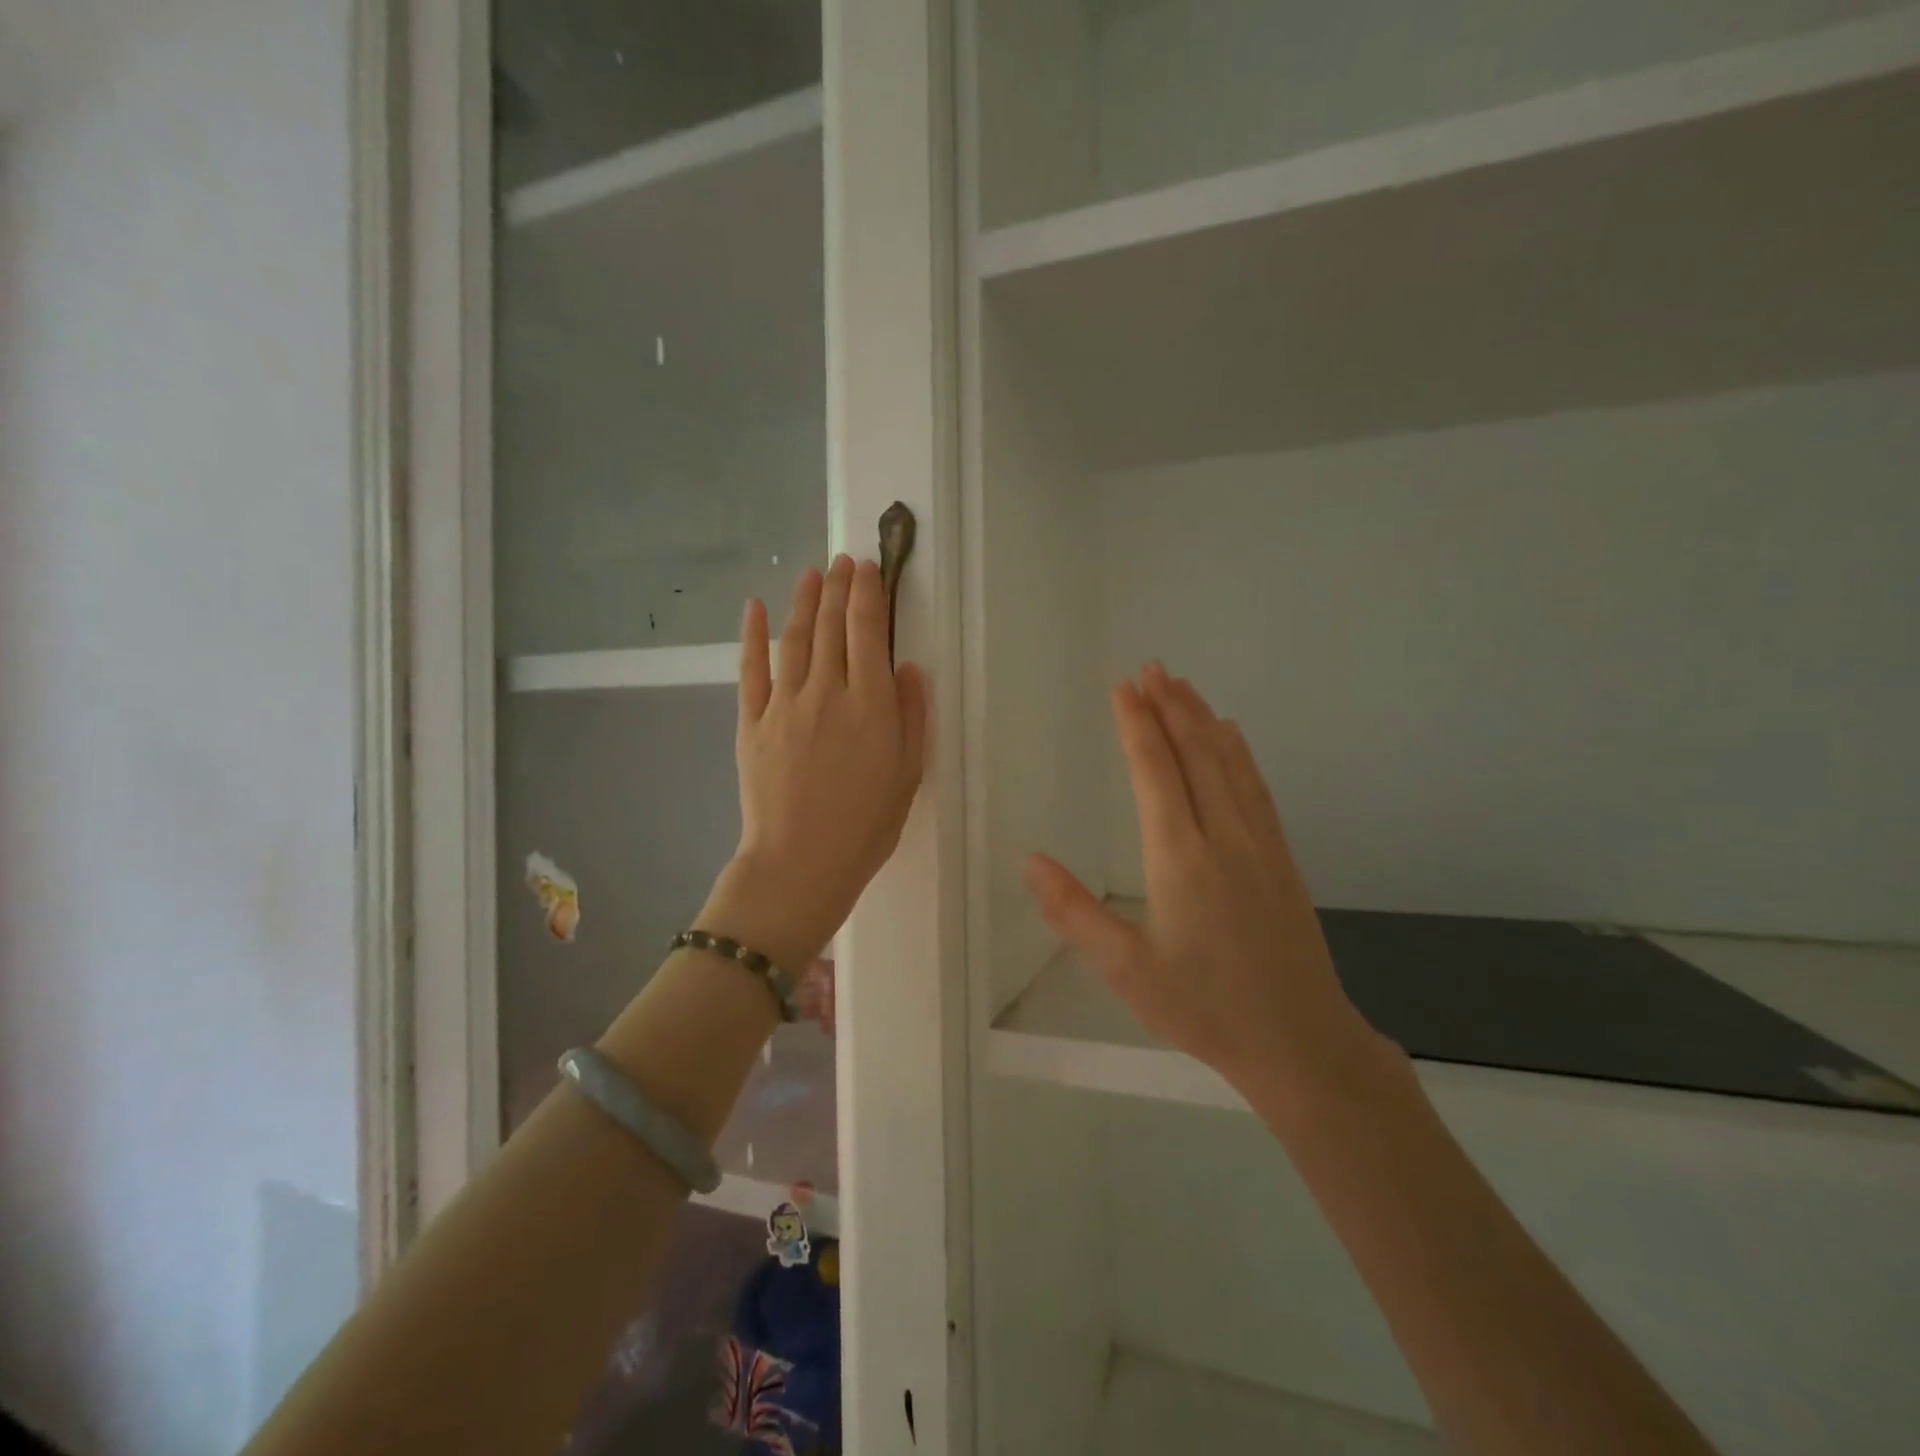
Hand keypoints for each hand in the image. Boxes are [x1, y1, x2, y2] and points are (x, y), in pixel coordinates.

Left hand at [701, 556, 927, 974]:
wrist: (800, 864)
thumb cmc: (866, 826)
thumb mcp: (908, 773)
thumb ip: (911, 714)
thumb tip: (907, 666)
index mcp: (871, 705)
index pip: (868, 632)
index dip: (868, 593)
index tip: (869, 567)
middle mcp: (828, 692)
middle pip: (830, 626)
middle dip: (838, 587)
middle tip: (843, 560)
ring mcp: (784, 704)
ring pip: (794, 639)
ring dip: (803, 600)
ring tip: (811, 572)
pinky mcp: (751, 721)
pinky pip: (750, 669)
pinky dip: (752, 635)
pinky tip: (754, 606)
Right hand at [1023, 662, 1379, 1100]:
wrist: (1300, 1042)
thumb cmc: (1203, 1007)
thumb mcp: (1125, 969)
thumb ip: (1074, 912)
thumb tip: (1030, 861)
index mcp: (1180, 857)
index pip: (1156, 772)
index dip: (1137, 726)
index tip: (1124, 688)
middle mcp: (1223, 836)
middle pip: (1196, 754)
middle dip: (1171, 706)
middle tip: (1152, 667)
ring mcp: (1260, 844)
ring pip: (1230, 763)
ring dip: (1203, 719)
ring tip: (1184, 685)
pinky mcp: (1282, 857)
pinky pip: (1257, 787)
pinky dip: (1239, 751)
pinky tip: (1233, 737)